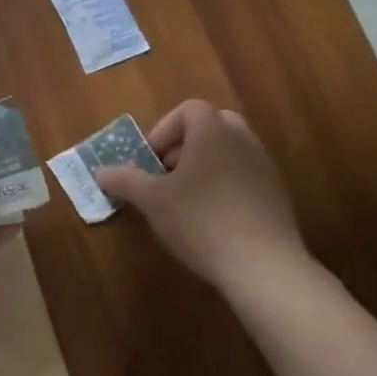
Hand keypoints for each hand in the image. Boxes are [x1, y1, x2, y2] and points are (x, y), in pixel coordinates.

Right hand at [95, 100, 309, 297]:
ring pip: (230, 151)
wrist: (263, 265)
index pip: (189, 109)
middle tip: (169, 174)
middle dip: (187, 144)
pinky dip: (226, 185)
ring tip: (187, 199)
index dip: (165, 130)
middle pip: (213, 125)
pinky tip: (213, 219)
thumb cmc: (200, 220)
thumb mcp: (152, 200)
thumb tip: (100, 171)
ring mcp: (264, 167)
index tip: (152, 161)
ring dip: (206, 165)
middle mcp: (242, 140)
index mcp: (212, 132)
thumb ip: (124, 180)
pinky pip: (246, 175)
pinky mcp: (277, 195)